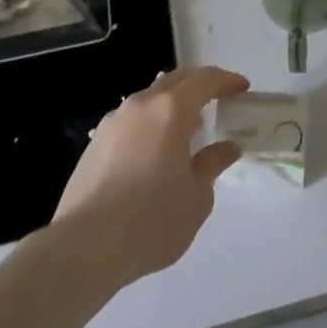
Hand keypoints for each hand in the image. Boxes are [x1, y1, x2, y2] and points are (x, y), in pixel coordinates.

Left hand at [51, 65, 249, 287]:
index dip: (227, 80)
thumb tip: (227, 148)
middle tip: (218, 101)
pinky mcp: (95, 143)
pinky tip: (154, 152)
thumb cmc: (151, 221)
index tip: (242, 89)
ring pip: (150, 98)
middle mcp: (141, 105)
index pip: (205, 80)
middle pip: (176, 80)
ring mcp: (114, 121)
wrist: (84, 248)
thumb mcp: (197, 197)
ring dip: (172, 105)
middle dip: (199, 85)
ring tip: (187, 130)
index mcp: (171, 110)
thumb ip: (213, 164)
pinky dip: (150, 124)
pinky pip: (132, 121)